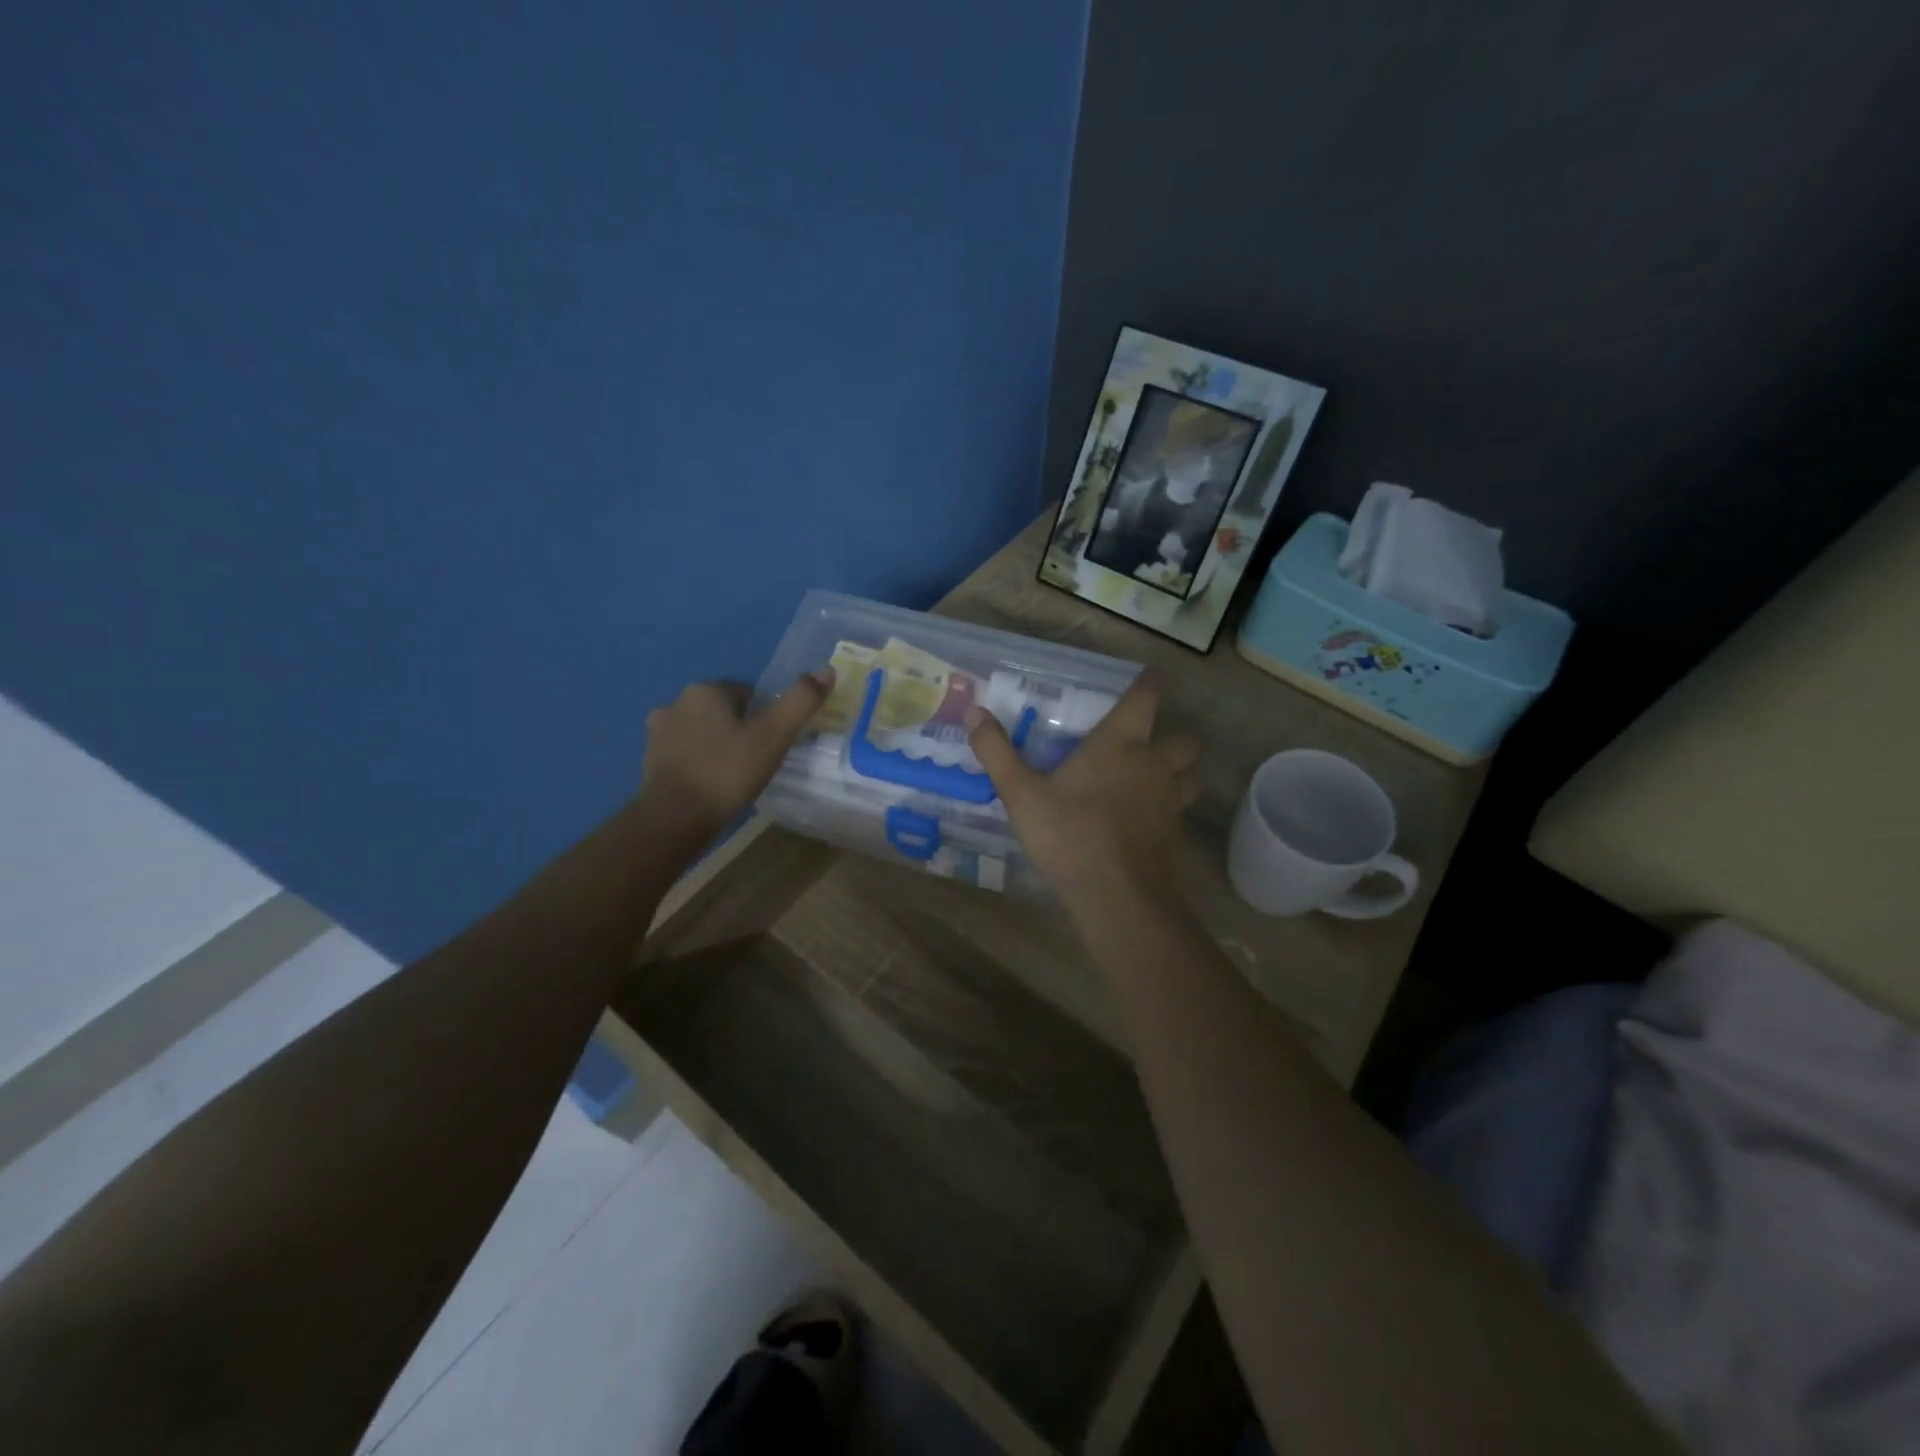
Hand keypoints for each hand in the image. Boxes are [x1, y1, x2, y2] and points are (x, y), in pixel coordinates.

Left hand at [641, 670, 832, 836]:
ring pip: (703, 732)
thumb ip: (801, 701)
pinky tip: (712, 785)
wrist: (675, 817)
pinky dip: (700, 763)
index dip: (765, 718)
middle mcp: (676, 703)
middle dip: (740, 730)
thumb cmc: (728, 771)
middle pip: (724, 711)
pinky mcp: (649, 760)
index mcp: (705, 690)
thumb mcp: (774, 735)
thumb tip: (827, 670)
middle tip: (757, 762)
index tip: (773, 744)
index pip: (748, 694)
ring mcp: (658, 733)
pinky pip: (686, 754)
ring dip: (718, 746)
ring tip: (735, 776)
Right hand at [966, 673, 1199, 912]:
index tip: (1153, 674)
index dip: (1150, 682)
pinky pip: (1182, 811)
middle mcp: (1153, 764)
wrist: (1117, 896)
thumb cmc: (1068, 834)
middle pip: (1184, 740)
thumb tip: (975, 711)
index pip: (1144, 698)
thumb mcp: (1021, 793)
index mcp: (1120, 744)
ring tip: (1158, 779)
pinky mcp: (1175, 835)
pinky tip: (1149, 821)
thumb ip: (996, 751)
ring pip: (1192, 776)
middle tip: (1150, 743)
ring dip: (1181, 772)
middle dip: (1173, 736)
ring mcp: (1170, 801)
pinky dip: (1171, 808)